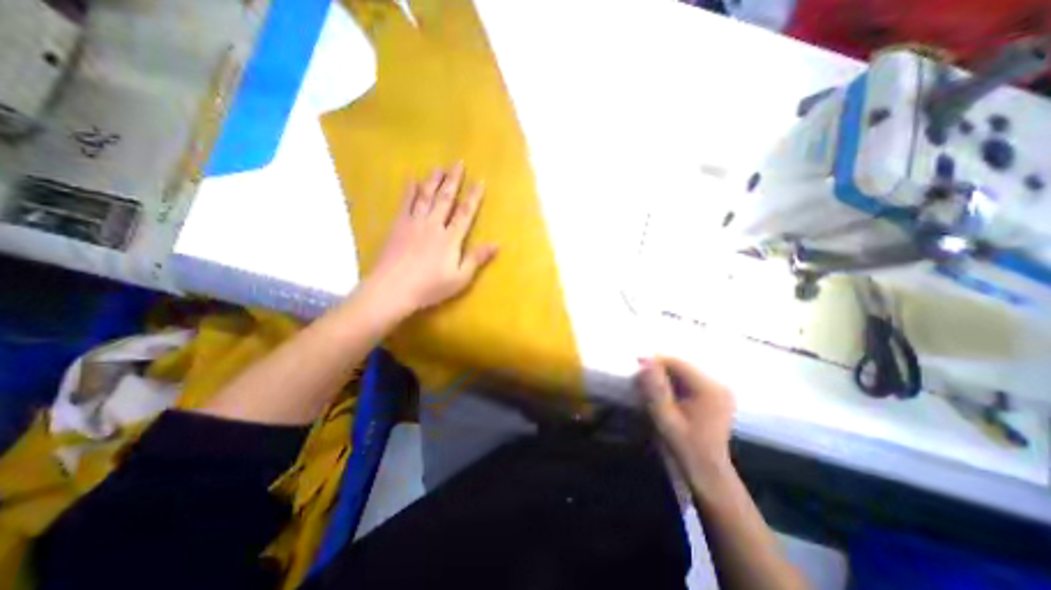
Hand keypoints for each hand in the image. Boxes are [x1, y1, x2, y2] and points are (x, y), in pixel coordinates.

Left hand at [365, 162, 496, 317]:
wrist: (392, 289)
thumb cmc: (430, 287)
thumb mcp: (459, 278)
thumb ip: (476, 259)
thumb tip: (497, 244)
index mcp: (450, 238)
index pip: (465, 213)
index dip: (473, 197)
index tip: (480, 181)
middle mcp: (433, 225)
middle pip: (445, 198)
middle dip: (453, 180)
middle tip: (458, 162)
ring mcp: (414, 223)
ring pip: (425, 197)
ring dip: (433, 181)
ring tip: (438, 167)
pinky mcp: (398, 226)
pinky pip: (405, 204)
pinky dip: (409, 191)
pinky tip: (411, 180)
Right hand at [636, 358, 731, 484]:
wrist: (708, 475)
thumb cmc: (685, 448)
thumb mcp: (665, 419)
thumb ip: (655, 388)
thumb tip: (645, 360)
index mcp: (710, 389)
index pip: (677, 362)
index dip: (654, 362)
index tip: (635, 370)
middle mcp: (718, 384)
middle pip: (680, 365)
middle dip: (658, 371)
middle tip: (640, 383)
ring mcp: (718, 390)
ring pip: (682, 372)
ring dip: (664, 378)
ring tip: (649, 391)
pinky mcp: (714, 395)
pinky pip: (688, 380)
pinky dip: (672, 384)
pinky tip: (664, 396)